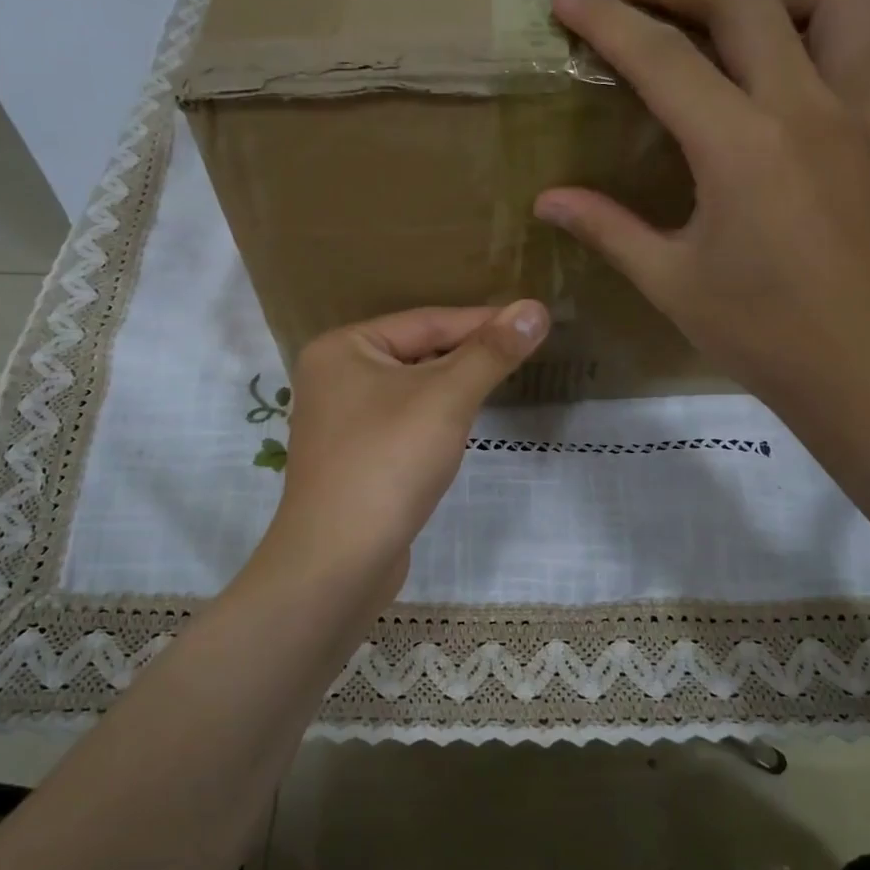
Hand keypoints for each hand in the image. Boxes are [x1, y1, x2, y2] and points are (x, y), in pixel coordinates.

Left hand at [258, 302, 549, 606]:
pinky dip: (434, 419)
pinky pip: (402, 422)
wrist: (338, 561)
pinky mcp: (353, 458)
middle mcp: (334, 377)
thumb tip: (536, 308)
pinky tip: (459, 427)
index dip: (482, 321)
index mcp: (343, 348)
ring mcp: (340, 421)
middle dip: (468, 355)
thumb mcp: (446, 398)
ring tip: (498, 382)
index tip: (532, 322)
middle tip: (522, 352)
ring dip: (453, 387)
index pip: (425, 322)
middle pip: (416, 353)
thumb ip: (490, 353)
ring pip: (410, 390)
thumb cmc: (388, 463)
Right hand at [534, 0, 869, 468]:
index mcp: (737, 146)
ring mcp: (865, 113)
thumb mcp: (671, 283)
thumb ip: (608, 228)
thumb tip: (547, 199)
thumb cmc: (761, 334)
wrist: (867, 371)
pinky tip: (833, 47)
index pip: (660, 58)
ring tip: (747, 9)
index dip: (606, 22)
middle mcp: (805, 106)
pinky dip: (869, 27)